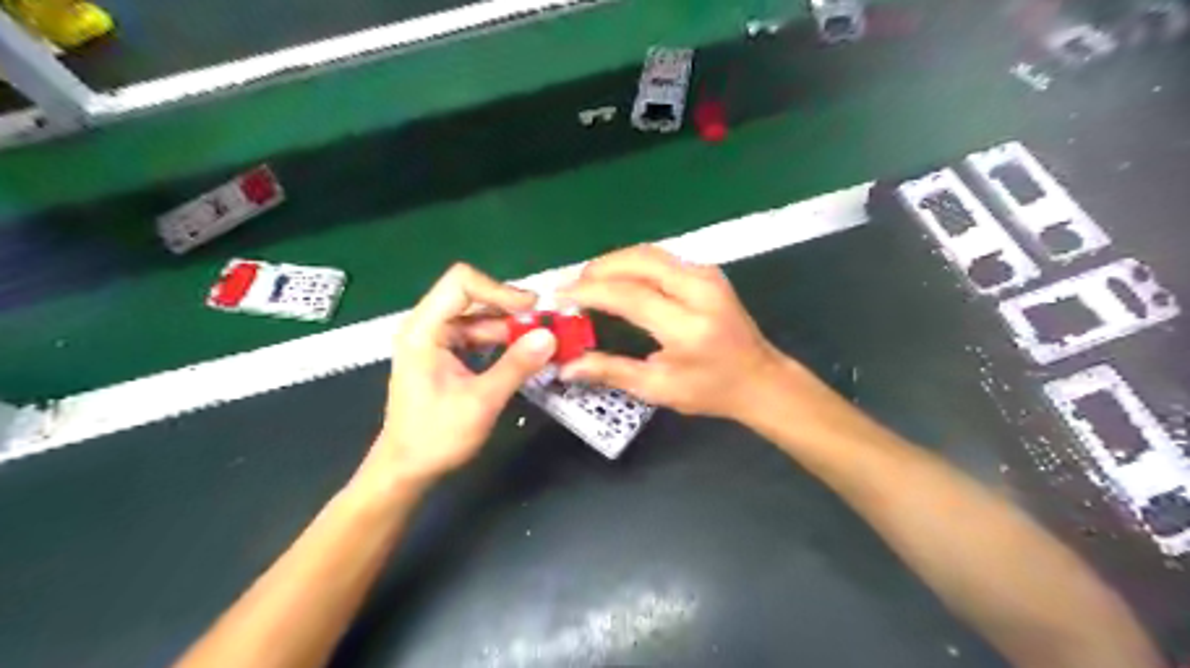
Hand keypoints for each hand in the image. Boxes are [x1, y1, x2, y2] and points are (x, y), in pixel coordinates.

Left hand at [357, 263, 556, 489]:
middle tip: (547, 327)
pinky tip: (525, 355)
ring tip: (543, 342)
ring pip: (480, 319)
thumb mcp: (481, 401)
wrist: (406, 470)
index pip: (461, 283)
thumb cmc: (435, 437)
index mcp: (424, 330)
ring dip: (511, 328)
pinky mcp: (446, 356)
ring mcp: (436, 341)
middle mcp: (428, 327)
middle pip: (473, 298)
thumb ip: (516, 365)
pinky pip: (478, 337)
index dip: (499, 290)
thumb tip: (550, 336)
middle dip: (511, 311)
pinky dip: (502, 343)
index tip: (532, 310)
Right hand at [562, 245, 787, 422]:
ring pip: (649, 253)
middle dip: (599, 268)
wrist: (760, 379)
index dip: (590, 292)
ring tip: (588, 282)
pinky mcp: (708, 271)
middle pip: (639, 261)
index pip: (630, 295)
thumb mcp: (659, 389)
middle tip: (572, 286)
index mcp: (689, 326)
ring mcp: (707, 275)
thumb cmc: (711, 391)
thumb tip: (567, 364)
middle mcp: (700, 290)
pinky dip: (632, 264)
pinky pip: (661, 258)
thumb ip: (611, 371)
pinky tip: (617, 279)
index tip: (560, 296)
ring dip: (614, 262)